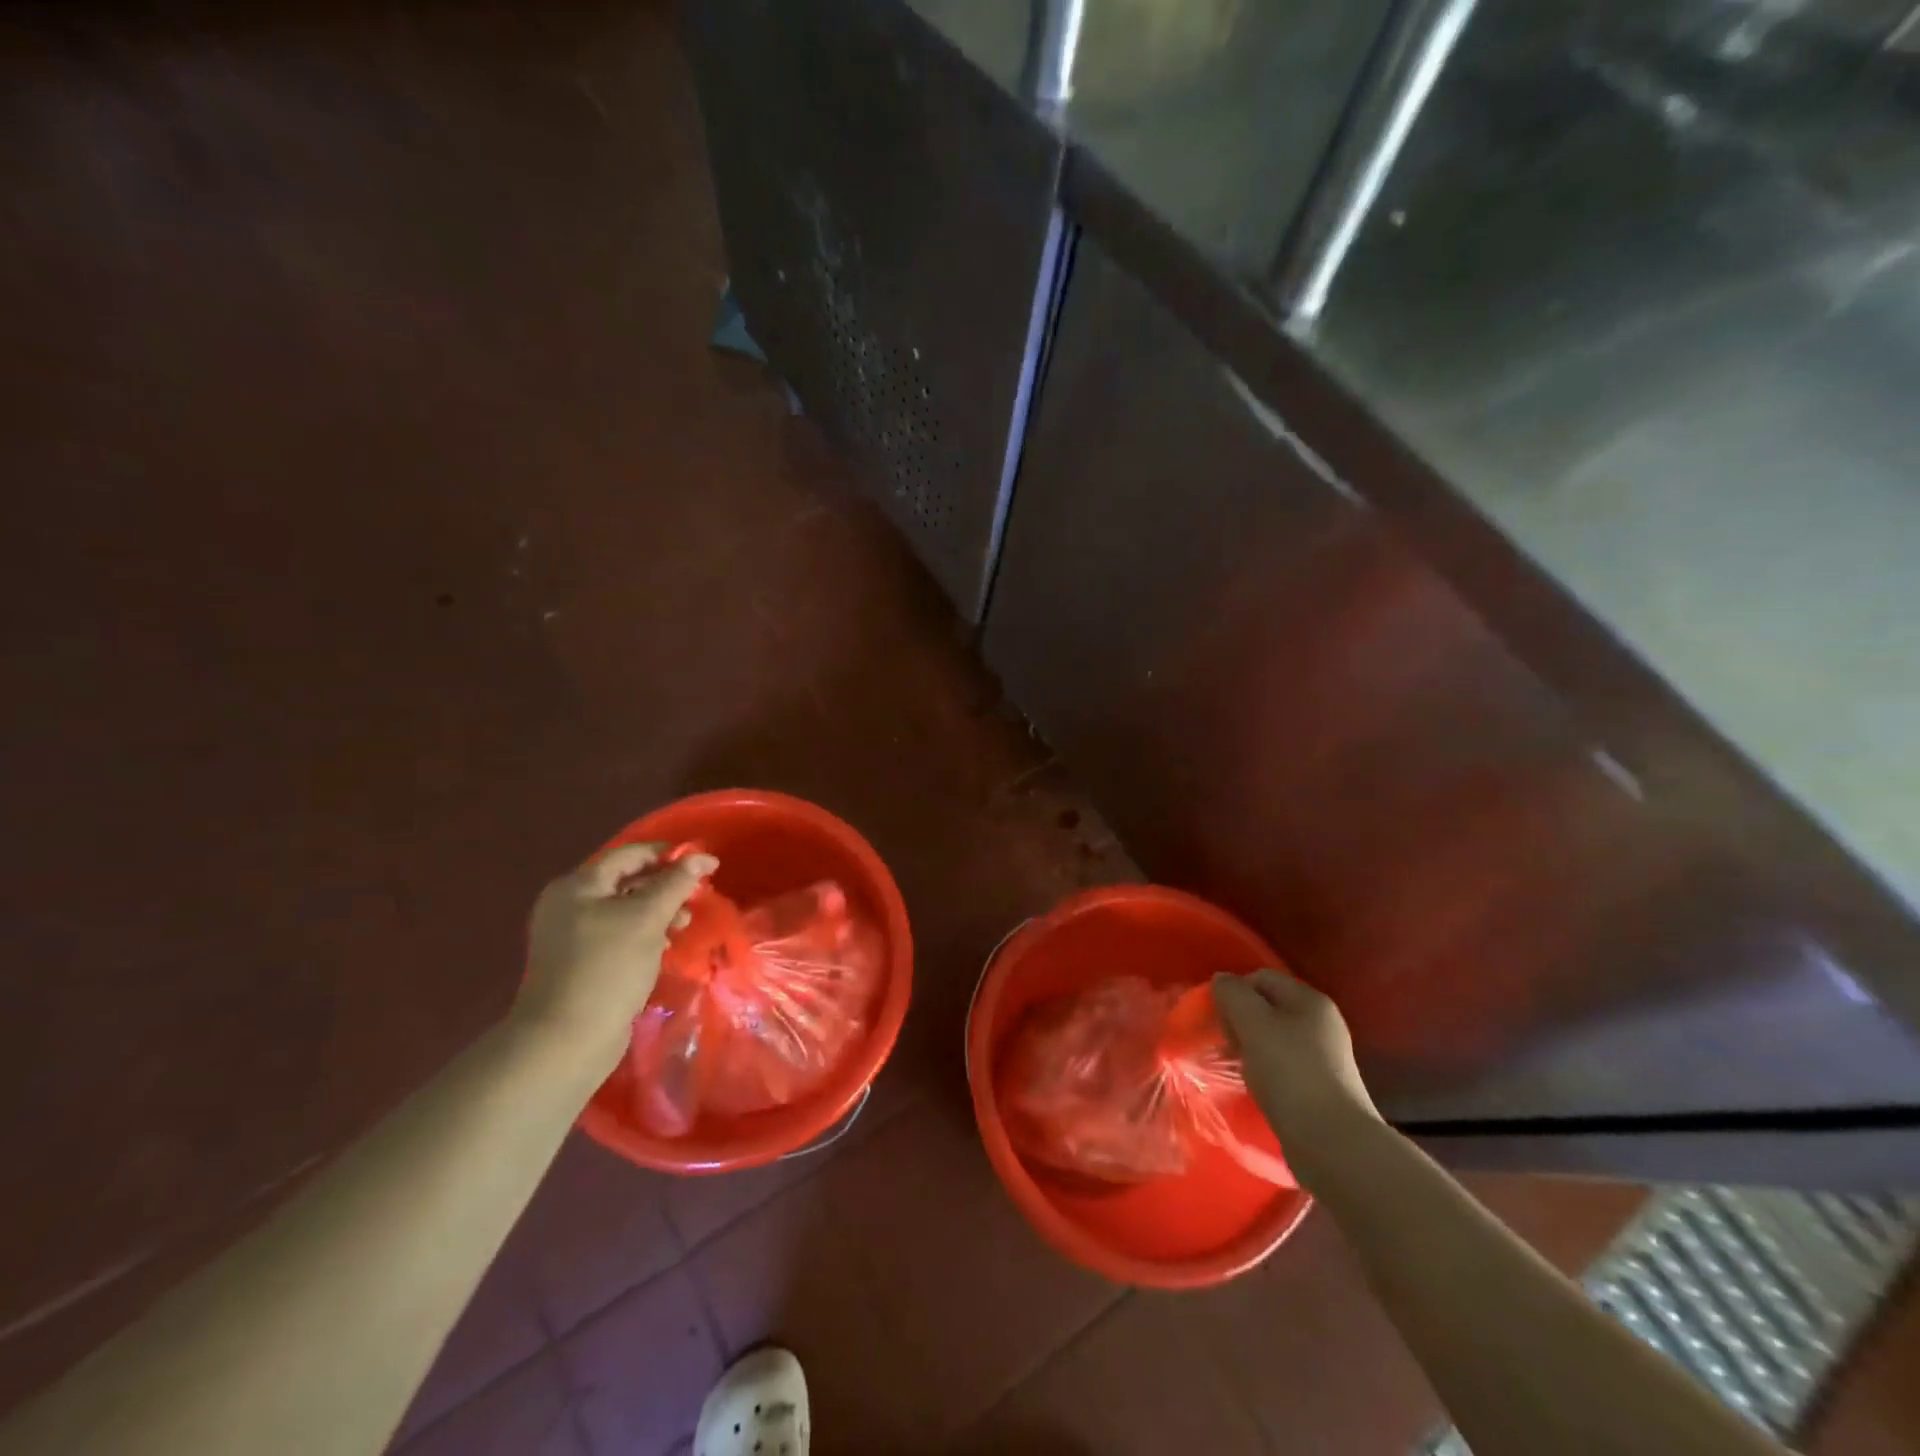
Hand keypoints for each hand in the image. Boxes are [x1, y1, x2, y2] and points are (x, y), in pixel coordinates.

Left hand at [518, 843, 716, 1068]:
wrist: (567, 1040)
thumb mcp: (648, 918)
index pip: (630, 854)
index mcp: (578, 886)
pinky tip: (664, 947)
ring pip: (625, 909)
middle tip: (697, 897)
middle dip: (665, 886)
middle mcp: (569, 904)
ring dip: (658, 911)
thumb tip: (702, 856)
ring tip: (684, 924)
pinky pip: (618, 935)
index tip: (704, 864)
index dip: (669, 854)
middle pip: (627, 880)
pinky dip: (644, 934)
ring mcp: (572, 935)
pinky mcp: (580, 962)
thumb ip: (676, 883)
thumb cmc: (608, 968)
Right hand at [1213, 969, 1380, 1179]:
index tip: (1218, 1018)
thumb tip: (1222, 981)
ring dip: (1250, 1047)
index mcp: (1309, 1000)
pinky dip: (1265, 1070)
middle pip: (1267, 1007)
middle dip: (1241, 1020)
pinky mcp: (1321, 1087)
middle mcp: (1321, 1023)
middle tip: (1226, 1043)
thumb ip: (1232, 994)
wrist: (1332, 1142)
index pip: (1260, 977)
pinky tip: (1257, 1086)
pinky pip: (1283, 1066)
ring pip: (1274, 1038)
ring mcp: (1325, 1057)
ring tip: (1238, 1067)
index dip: (1234, 992)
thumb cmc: (1289, 1072)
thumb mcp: (1252, 1023)